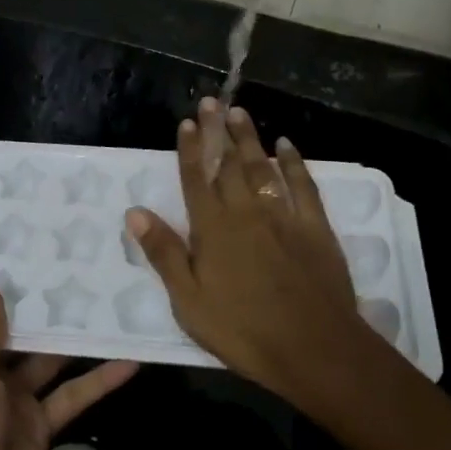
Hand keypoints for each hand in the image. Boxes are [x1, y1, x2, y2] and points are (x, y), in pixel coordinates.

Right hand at [127, 99, 365, 398]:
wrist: (313, 348)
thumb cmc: (243, 330)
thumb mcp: (189, 301)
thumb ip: (164, 253)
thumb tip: (135, 212)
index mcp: (212, 229)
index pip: (196, 180)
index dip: (191, 150)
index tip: (187, 122)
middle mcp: (245, 212)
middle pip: (229, 164)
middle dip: (218, 131)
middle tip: (212, 101)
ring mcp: (282, 216)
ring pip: (263, 167)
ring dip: (250, 138)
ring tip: (239, 112)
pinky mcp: (315, 227)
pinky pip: (303, 185)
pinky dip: (295, 163)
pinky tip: (287, 145)